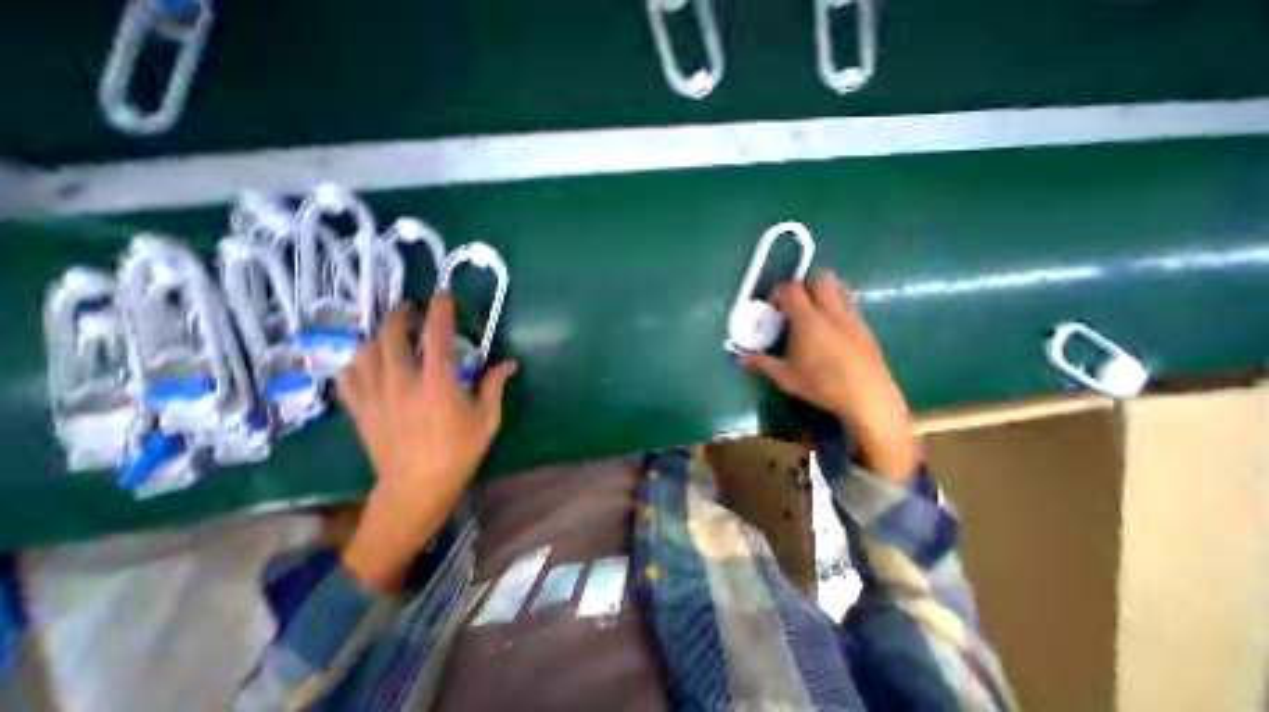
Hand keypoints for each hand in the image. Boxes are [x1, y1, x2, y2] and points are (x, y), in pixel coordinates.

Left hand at [339, 294, 516, 588]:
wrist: (416, 488)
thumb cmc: (459, 452)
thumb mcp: (487, 419)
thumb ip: (494, 386)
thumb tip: (509, 363)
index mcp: (438, 384)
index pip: (438, 336)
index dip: (440, 311)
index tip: (442, 296)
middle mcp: (403, 383)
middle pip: (392, 336)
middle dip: (400, 315)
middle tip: (411, 309)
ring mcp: (376, 396)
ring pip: (366, 352)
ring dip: (378, 336)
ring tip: (390, 333)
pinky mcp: (360, 410)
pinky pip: (347, 377)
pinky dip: (355, 363)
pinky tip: (366, 362)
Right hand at [746, 271, 923, 482]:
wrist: (867, 396)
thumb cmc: (822, 384)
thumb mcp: (785, 377)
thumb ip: (762, 364)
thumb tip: (742, 359)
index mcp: (808, 319)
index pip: (791, 289)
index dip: (778, 292)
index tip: (772, 308)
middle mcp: (831, 311)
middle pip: (820, 277)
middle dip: (804, 285)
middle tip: (793, 306)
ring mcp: (851, 317)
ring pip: (838, 288)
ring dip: (822, 293)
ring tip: (812, 316)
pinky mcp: (865, 327)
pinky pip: (849, 304)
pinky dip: (835, 308)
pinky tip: (830, 332)